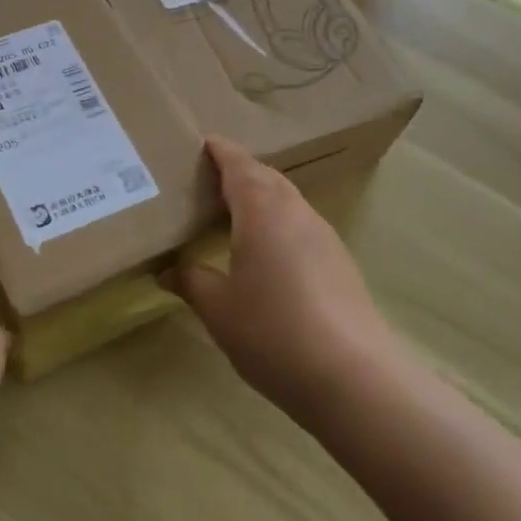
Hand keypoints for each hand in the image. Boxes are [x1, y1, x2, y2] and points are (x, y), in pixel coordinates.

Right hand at [172, 137, 409, 422]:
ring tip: (232, 212)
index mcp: (262, 210)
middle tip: (208, 178)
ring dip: (261, 197)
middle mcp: (296, 212)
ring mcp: (324, 236)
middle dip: (239, 171)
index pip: (238, 165)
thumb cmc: (272, 332)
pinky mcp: (340, 262)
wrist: (355, 378)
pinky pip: (301, 224)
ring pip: (287, 200)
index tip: (202, 142)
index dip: (220, 151)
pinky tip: (266, 251)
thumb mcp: (218, 309)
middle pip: (266, 177)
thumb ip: (190, 281)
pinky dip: (278, 222)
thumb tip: (166, 270)